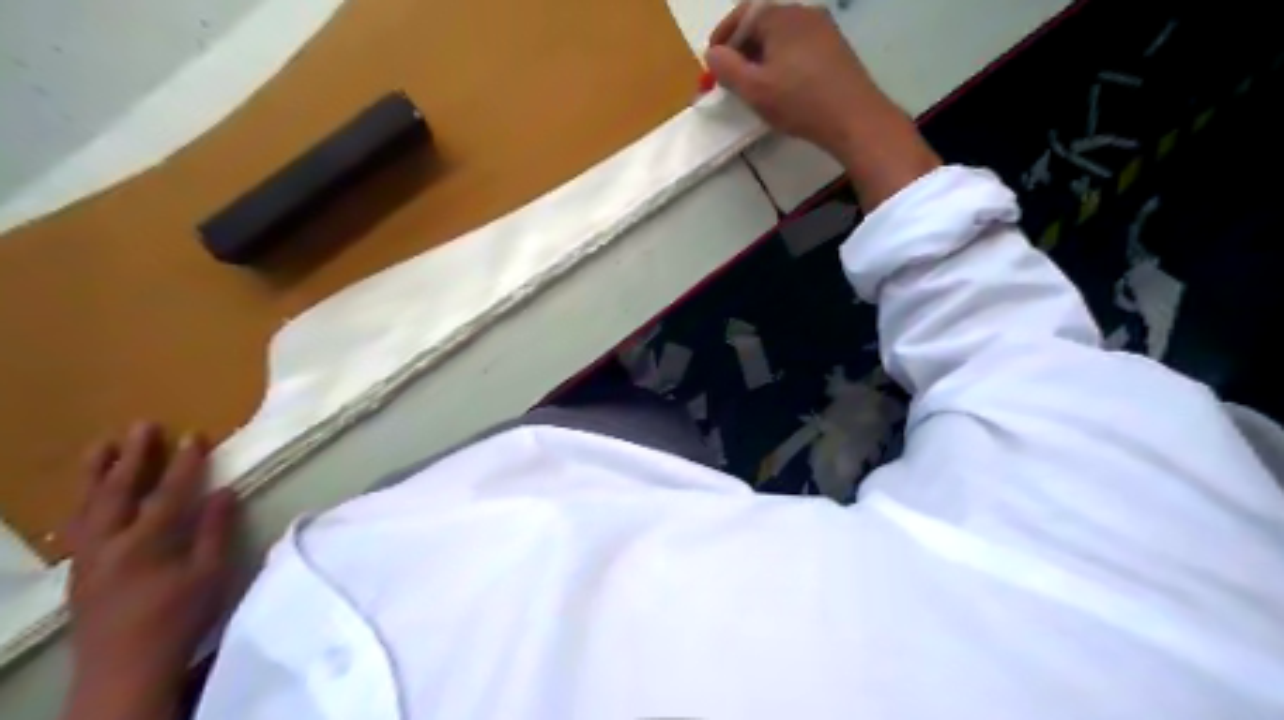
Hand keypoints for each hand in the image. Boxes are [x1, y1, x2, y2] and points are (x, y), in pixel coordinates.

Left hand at [62, 422, 236, 719]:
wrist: (125, 668)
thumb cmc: (179, 618)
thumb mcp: (211, 574)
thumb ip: (216, 531)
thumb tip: (225, 491)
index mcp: (147, 543)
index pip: (169, 492)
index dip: (184, 462)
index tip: (195, 434)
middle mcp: (110, 543)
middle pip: (117, 491)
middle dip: (132, 456)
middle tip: (142, 425)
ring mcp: (88, 557)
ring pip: (87, 505)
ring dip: (96, 472)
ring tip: (102, 445)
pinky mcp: (80, 570)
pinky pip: (78, 524)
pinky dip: (84, 500)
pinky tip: (91, 493)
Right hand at [706, 2, 939, 206]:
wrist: (854, 118)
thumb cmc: (799, 102)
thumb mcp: (753, 89)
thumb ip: (726, 68)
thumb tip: (712, 54)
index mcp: (780, 16)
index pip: (742, 16)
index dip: (722, 38)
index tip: (712, 62)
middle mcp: (803, 12)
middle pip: (762, 25)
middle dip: (741, 50)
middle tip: (730, 78)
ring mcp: (824, 28)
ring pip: (781, 38)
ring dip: (762, 58)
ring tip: (754, 87)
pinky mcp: (836, 48)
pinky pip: (799, 47)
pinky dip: (782, 62)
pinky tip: (782, 87)